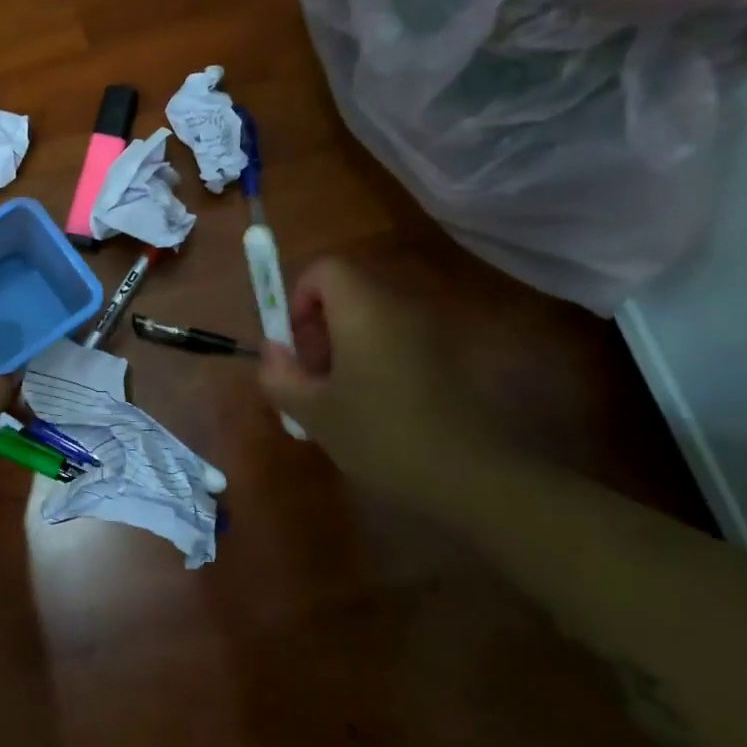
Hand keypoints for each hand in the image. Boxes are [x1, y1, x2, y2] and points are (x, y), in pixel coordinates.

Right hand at [259, 258, 511, 501]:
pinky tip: (370, 409)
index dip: (299, 297)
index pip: (325, 269)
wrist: (474, 478)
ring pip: (371, 319)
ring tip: (335, 396)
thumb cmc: (381, 435)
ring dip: (344, 346)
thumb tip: (272, 351)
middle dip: (318, 326)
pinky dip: (372, 361)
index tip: (293, 342)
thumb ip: (280, 375)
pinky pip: (395, 342)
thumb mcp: (313, 412)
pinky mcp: (446, 360)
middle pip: (348, 293)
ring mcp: (428, 334)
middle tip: (308, 374)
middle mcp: (398, 309)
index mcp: (364, 310)